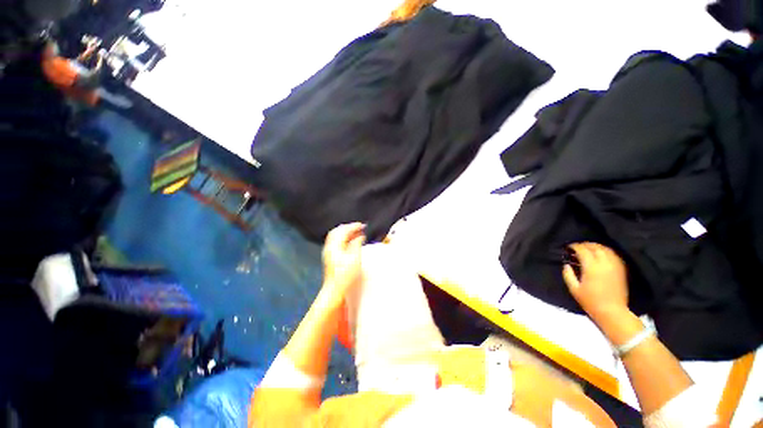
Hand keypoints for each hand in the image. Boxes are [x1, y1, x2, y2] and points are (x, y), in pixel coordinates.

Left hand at [321, 223, 365, 304]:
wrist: (334, 289)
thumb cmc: (345, 275)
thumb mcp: (355, 258)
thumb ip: (357, 244)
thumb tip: (360, 236)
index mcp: (334, 246)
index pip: (343, 231)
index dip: (353, 226)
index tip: (362, 225)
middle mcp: (329, 247)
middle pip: (337, 231)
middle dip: (349, 227)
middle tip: (359, 227)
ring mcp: (328, 252)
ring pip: (336, 236)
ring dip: (346, 232)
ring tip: (357, 233)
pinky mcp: (330, 256)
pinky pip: (336, 242)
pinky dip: (344, 238)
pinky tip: (351, 241)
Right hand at [562, 243, 629, 324]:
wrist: (613, 311)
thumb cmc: (590, 301)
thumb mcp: (574, 289)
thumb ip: (568, 275)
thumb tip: (566, 265)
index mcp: (591, 267)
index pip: (583, 250)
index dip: (574, 246)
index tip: (569, 247)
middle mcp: (604, 263)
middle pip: (595, 247)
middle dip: (585, 244)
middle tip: (577, 247)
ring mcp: (615, 266)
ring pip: (606, 249)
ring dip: (596, 246)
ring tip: (589, 248)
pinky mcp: (622, 269)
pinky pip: (614, 255)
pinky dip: (606, 251)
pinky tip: (601, 254)